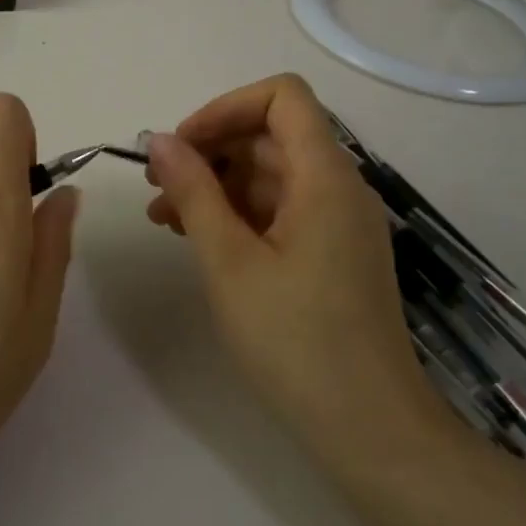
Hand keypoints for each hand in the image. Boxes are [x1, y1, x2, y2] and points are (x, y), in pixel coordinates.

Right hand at [144, 74, 442, 463]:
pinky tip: (197, 238)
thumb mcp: (229, 261)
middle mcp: (338, 187)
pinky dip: (237, 213)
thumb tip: (159, 141)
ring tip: (164, 217)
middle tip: (156, 185)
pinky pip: (279, 209)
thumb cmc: (295, 340)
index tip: (181, 146)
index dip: (226, 107)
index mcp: (325, 177)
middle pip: (271, 135)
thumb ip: (193, 192)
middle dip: (210, 150)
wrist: (368, 429)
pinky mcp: (331, 252)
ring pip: (270, 174)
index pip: (282, 96)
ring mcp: (337, 222)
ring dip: (216, 184)